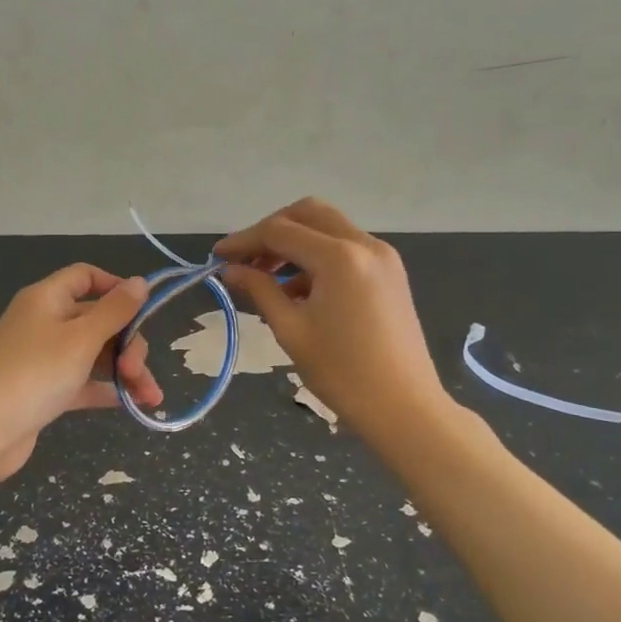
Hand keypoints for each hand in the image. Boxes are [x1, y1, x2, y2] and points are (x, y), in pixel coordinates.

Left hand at [0, 264, 163, 484]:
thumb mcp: (81, 339)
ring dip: (125, 371)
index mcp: (47, 299)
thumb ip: (115, 311)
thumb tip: (140, 282)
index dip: (116, 287)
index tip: (144, 309)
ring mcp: (43, 358)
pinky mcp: (43, 390)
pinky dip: (104, 389)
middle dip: (127, 343)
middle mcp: (44, 322)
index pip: (85, 277)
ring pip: (94, 354)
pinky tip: (130, 404)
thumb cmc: (34, 374)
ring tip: (150, 398)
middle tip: (138, 371)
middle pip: (97, 320)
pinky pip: (82, 381)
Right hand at [214, 198, 449, 441]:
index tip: (217, 257)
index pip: (279, 231)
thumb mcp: (291, 330)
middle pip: (307, 214)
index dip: (244, 241)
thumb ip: (259, 290)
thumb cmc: (342, 373)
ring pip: (328, 228)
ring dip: (295, 243)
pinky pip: (346, 248)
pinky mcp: (390, 272)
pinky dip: (318, 257)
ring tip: (267, 279)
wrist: (404, 408)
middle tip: (246, 261)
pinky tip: (299, 291)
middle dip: (271, 231)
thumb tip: (231, 270)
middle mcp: (364, 244)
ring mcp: (383, 256)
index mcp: (339, 257)